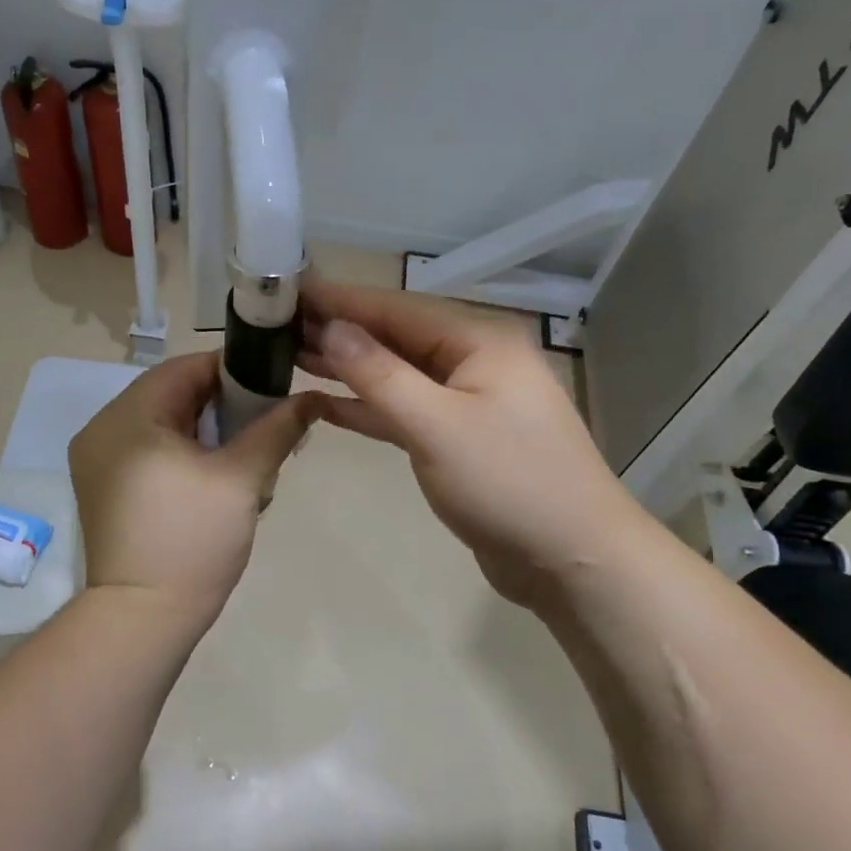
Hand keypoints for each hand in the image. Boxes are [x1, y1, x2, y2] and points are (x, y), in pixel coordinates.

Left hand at [68, 351, 321, 632]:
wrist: (142, 620)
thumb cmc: (192, 541)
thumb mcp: (241, 479)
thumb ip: (276, 429)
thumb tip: (311, 397)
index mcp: (127, 417)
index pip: (186, 368)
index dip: (234, 370)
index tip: (275, 387)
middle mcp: (102, 430)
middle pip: (173, 396)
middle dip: (225, 408)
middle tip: (266, 427)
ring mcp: (98, 462)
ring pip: (164, 426)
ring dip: (208, 434)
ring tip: (246, 458)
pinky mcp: (105, 489)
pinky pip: (151, 452)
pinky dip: (185, 455)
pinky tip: (217, 480)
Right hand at [301, 281, 633, 613]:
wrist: (573, 558)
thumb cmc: (509, 484)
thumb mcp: (437, 426)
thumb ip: (380, 375)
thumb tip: (330, 328)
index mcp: (478, 341)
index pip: (396, 309)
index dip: (340, 300)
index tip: (288, 291)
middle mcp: (473, 361)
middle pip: (395, 337)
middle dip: (340, 332)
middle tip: (277, 326)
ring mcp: (467, 401)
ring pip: (397, 375)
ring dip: (349, 368)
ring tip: (289, 357)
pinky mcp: (458, 439)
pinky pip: (405, 411)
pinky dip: (368, 408)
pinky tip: (324, 404)